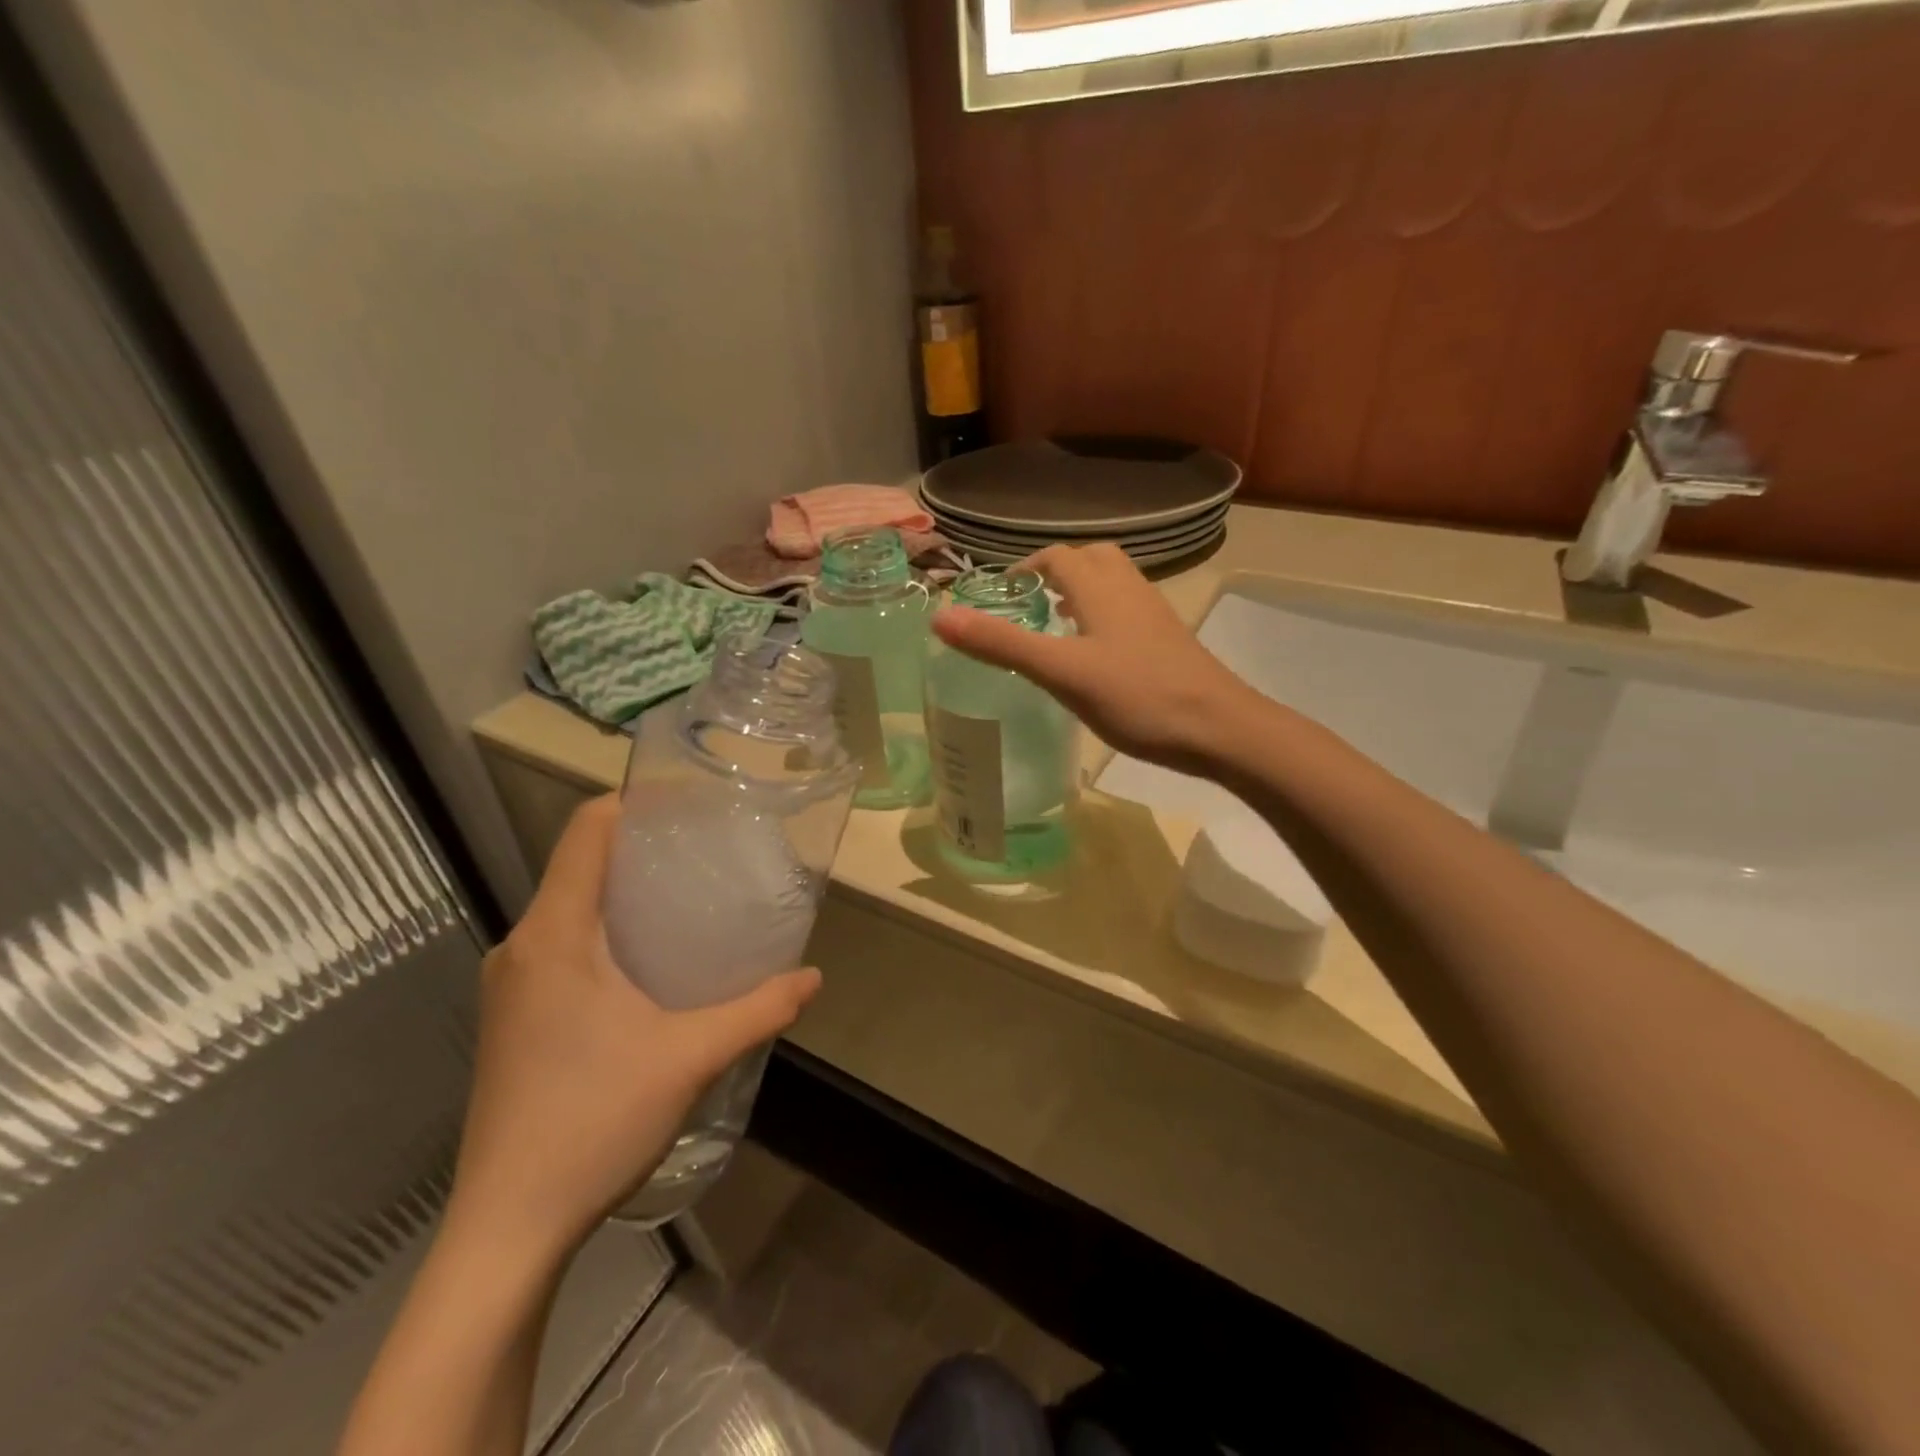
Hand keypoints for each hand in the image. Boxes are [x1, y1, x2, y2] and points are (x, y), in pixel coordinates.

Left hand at [446, 796, 820, 1264]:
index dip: (637, 803)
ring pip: (572, 908)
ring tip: (693, 904)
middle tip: (712, 854)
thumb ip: (759, 1009)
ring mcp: (511, 985)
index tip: (693, 806)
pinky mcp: (514, 1017)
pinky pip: (564, 946)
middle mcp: (522, 947)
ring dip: (628, 895)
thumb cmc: (593, 1122)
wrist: (507, 1229)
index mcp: (554, 934)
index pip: (587, 830)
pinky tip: (654, 966)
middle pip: (582, 864)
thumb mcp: (691, 1058)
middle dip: (645, 849)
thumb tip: (813, 977)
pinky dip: (609, 934)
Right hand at [932, 542, 1261, 772]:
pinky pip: (1128, 613)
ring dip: (1081, 593)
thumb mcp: (1061, 672)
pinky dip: (1102, 618)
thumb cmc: (1137, 697)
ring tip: (1054, 624)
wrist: (1220, 729)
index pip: (1058, 557)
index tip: (999, 595)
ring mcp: (1155, 616)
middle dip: (1057, 572)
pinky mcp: (1168, 642)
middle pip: (1091, 560)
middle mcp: (1130, 590)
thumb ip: (1002, 644)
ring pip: (1113, 586)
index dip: (1025, 569)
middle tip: (1028, 603)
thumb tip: (939, 615)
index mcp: (1101, 589)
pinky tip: (1094, 657)